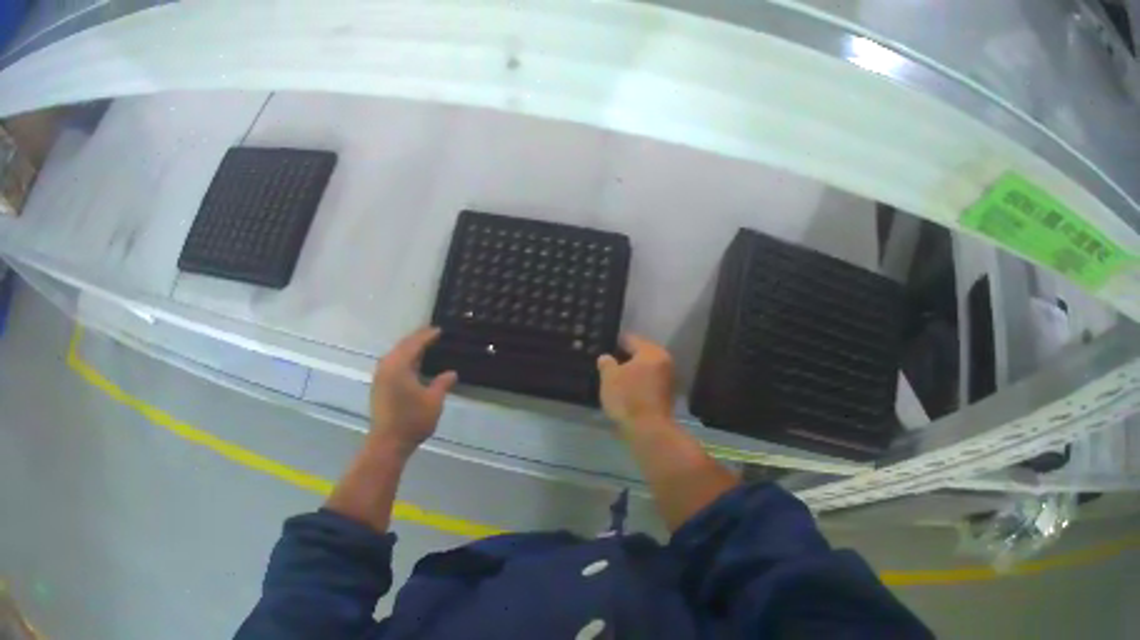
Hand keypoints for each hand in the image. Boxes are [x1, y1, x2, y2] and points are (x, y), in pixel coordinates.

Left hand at [370, 327, 457, 456]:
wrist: (388, 441)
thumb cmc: (412, 420)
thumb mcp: (433, 402)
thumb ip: (442, 384)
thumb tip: (452, 373)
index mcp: (399, 365)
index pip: (414, 344)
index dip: (427, 336)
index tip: (439, 330)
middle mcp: (386, 365)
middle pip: (402, 346)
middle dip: (417, 340)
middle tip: (432, 335)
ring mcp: (380, 376)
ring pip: (395, 355)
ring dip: (409, 350)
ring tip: (423, 349)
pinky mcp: (378, 386)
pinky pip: (392, 364)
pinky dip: (403, 360)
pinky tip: (411, 366)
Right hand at [597, 334, 675, 434]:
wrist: (648, 430)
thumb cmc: (628, 399)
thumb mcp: (609, 378)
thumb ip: (606, 363)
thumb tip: (606, 357)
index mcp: (651, 352)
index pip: (630, 339)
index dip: (615, 342)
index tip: (603, 346)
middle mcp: (663, 361)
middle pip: (640, 353)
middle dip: (624, 357)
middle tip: (606, 363)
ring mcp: (667, 378)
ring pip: (645, 369)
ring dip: (632, 372)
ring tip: (614, 378)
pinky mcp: (666, 394)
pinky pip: (648, 382)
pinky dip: (638, 383)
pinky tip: (625, 390)